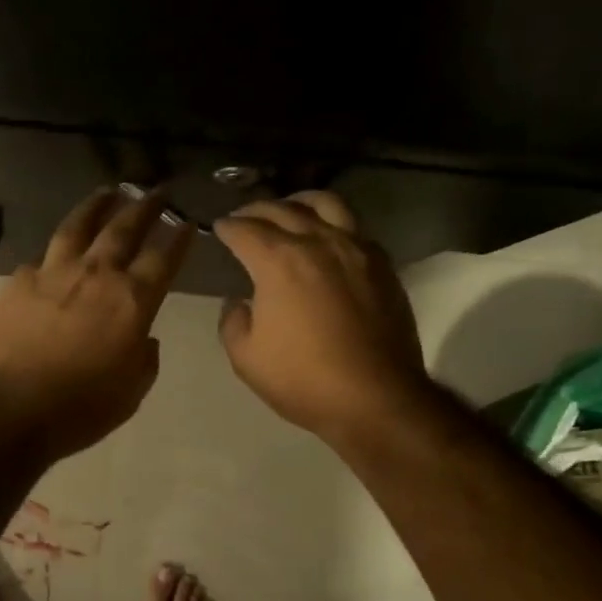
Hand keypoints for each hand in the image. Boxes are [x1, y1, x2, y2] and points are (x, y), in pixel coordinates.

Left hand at [0, 188, 192, 460]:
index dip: (179, 238)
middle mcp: (95, 275)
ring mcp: (53, 273)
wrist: (11, 407)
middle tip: (156, 191)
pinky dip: (55, 251)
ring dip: (96, 206)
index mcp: (132, 301)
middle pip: (124, 229)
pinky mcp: (18, 282)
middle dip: (144, 207)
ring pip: (78, 227)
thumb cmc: (81, 408)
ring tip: (107, 193)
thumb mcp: (131, 392)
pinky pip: (41, 258)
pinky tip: (55, 250)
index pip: (163, 258)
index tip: (187, 222)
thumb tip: (145, 339)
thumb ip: (144, 358)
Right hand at [215, 191, 428, 441]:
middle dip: (256, 210)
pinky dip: (333, 223)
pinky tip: (328, 238)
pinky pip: (355, 228)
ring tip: (290, 210)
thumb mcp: (246, 358)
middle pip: (282, 209)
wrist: (375, 397)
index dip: (227, 228)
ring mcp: (355, 249)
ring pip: (326, 204)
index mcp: (278, 262)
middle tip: (244, 217)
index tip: (219, 229)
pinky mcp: (382, 264)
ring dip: (300, 202)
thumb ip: (233, 322)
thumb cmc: (303, 379)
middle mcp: (317, 243)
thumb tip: (240, 303)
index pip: (245, 230)